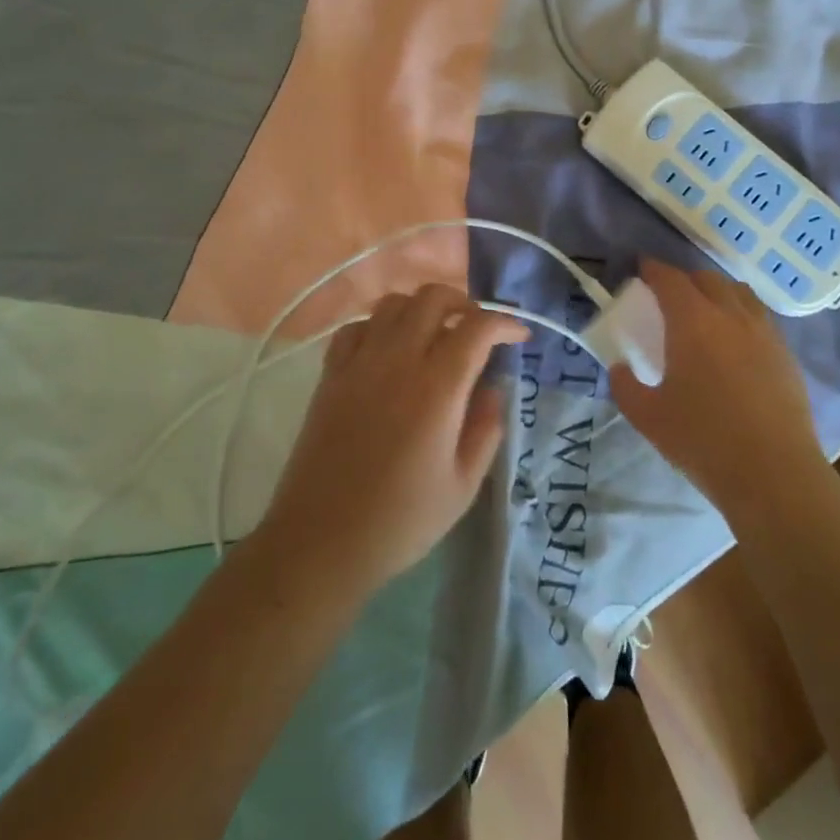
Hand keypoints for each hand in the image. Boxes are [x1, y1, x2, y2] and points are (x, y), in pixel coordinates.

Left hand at [260, 285, 527, 597]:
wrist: (320, 542)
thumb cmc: (400, 521)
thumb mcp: (464, 485)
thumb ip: (487, 428)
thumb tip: (494, 388)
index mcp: (438, 387)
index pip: (478, 327)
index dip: (505, 323)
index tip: (519, 337)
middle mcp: (398, 360)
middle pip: (433, 297)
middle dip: (464, 303)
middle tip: (476, 331)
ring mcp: (359, 363)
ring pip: (394, 303)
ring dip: (421, 309)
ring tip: (434, 335)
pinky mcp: (331, 374)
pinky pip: (356, 326)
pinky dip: (379, 326)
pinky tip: (388, 350)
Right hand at [608, 259, 826, 522]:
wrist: (774, 474)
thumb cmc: (703, 441)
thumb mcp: (648, 417)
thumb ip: (625, 386)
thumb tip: (619, 367)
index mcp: (693, 322)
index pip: (670, 279)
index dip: (654, 269)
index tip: (642, 268)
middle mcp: (730, 315)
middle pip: (707, 279)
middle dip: (684, 279)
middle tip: (669, 295)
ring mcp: (764, 333)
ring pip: (739, 293)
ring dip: (717, 292)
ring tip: (706, 310)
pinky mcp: (785, 354)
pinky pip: (759, 317)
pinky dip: (741, 314)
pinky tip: (735, 340)